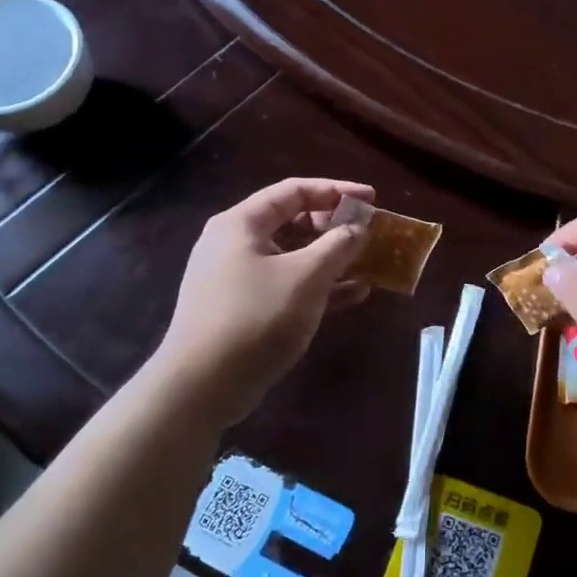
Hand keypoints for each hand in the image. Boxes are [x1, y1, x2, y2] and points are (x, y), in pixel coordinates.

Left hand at [152, 178, 374, 425]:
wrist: (203, 386)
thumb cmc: (256, 318)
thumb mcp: (306, 277)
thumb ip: (338, 246)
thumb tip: (358, 228)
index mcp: (243, 224)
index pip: (294, 191)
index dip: (337, 190)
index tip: (373, 198)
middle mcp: (237, 244)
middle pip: (294, 221)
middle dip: (336, 227)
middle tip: (370, 234)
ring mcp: (239, 278)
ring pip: (294, 256)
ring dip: (333, 259)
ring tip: (370, 263)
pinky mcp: (245, 309)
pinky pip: (289, 285)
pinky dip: (320, 286)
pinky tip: (355, 294)